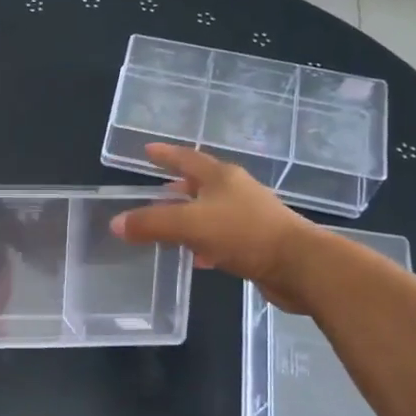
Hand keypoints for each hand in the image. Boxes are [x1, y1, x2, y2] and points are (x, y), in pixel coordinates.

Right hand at [109, 143, 318, 310]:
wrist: (299, 265)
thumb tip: (116, 223)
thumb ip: (151, 223)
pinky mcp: (257, 242)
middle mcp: (236, 191)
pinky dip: (204, 242)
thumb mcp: (190, 225)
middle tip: (153, 194)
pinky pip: (221, 236)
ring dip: (188, 217)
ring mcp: (249, 216)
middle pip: (200, 184)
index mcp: (221, 177)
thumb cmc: (244, 233)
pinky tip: (195, 257)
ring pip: (210, 211)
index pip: (187, 158)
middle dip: (176, 187)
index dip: (165, 154)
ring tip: (167, 227)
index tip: (147, 150)